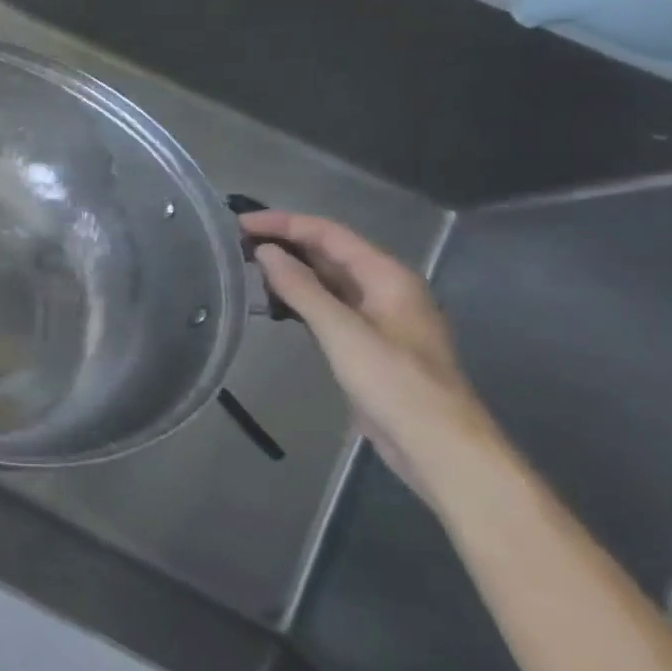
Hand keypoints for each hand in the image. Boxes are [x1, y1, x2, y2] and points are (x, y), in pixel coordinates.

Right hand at [241, 211, 502, 500]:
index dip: (283, 224)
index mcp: (387, 277)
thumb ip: (301, 289)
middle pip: (328, 253)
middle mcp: (383, 289)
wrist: (437, 446)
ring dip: (289, 270)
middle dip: (284, 243)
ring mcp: (375, 318)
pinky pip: (326, 307)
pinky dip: (297, 298)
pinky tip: (271, 303)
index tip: (239, 224)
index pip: (328, 234)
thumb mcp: (343, 332)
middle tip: (234, 243)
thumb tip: (265, 252)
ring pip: (326, 280)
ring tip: (244, 266)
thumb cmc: (394, 383)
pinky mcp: (364, 343)